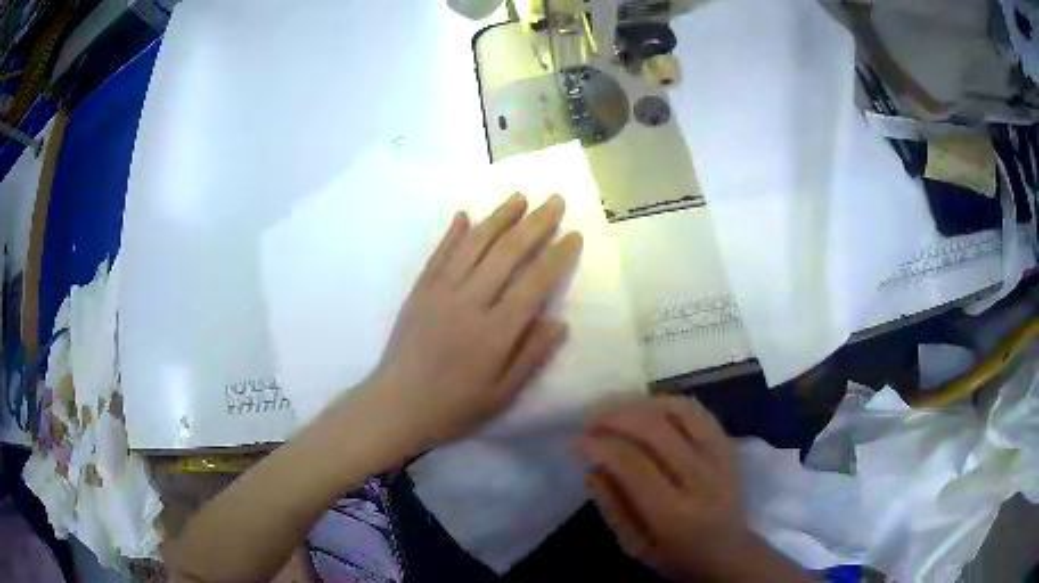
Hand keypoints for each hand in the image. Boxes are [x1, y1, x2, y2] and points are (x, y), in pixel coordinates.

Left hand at [366, 193, 581, 450]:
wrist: (397, 405)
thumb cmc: (454, 407)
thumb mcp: (502, 395)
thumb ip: (531, 356)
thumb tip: (559, 322)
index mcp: (496, 331)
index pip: (535, 282)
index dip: (557, 255)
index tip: (573, 234)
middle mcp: (470, 301)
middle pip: (507, 253)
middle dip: (535, 223)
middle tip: (554, 200)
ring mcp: (441, 291)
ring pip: (474, 245)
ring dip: (498, 217)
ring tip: (518, 197)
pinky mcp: (420, 290)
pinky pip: (439, 254)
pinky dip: (453, 233)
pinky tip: (465, 215)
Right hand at [578, 396, 757, 581]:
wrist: (729, 552)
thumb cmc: (676, 556)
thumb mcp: (634, 545)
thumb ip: (611, 506)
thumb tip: (591, 466)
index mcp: (674, 513)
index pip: (633, 464)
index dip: (601, 446)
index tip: (576, 440)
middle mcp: (700, 478)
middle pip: (656, 430)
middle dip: (615, 416)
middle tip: (588, 418)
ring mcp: (719, 457)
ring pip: (678, 411)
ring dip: (639, 404)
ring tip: (612, 408)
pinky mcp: (727, 445)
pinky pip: (696, 411)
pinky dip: (666, 402)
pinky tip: (645, 407)